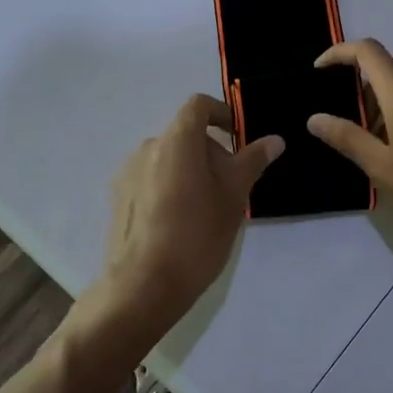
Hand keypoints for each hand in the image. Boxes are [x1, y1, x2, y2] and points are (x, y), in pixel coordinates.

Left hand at [90, 94, 282, 353]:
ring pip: (168, 158)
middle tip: (232, 185)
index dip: (222, 113)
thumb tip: (274, 140)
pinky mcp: (119, 199)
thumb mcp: (234, 196)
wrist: (143, 286)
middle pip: (185, 134)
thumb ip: (252, 161)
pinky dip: (171, 186)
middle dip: (212, 151)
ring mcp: (128, 173)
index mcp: (176, 140)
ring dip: (191, 170)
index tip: (239, 137)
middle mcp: (147, 148)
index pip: (199, 106)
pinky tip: (181, 223)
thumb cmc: (197, 234)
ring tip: (207, 207)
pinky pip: (151, 179)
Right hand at [306, 40, 392, 248]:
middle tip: (336, 126)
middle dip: (354, 94)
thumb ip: (347, 138)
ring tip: (361, 149)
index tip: (318, 71)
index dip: (339, 53)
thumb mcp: (381, 166)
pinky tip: (391, 157)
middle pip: (382, 74)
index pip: (367, 51)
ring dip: (375, 112)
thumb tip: (315, 118)